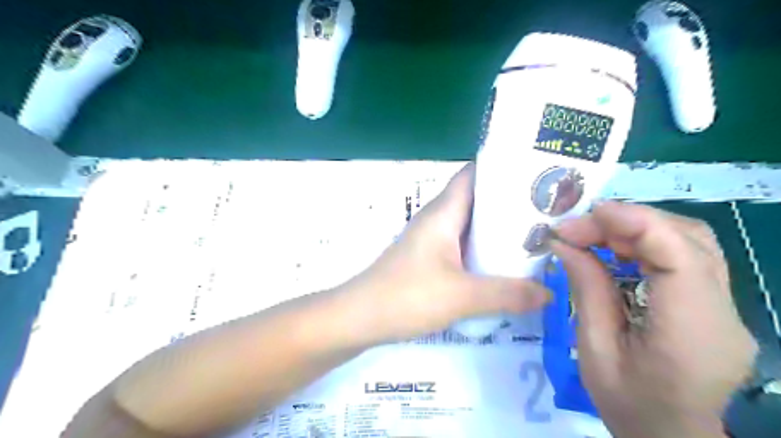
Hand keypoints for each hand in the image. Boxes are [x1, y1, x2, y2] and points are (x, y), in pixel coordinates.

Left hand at [343, 161, 547, 341]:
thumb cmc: (407, 296)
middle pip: (477, 199)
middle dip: (510, 202)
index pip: (474, 174)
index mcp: (443, 212)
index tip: (538, 174)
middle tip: (549, 209)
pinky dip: (484, 249)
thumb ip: (507, 294)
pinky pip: (463, 245)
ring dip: (498, 228)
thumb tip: (548, 293)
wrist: (359, 317)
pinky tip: (504, 264)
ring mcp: (432, 239)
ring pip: (471, 224)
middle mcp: (437, 219)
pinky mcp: (429, 259)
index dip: (503, 168)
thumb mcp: (462, 296)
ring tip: (536, 234)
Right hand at [549, 202, 756, 437]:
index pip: (678, 255)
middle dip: (627, 222)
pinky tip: (617, 249)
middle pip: (688, 238)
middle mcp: (723, 312)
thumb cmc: (627, 403)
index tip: (581, 218)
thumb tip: (564, 243)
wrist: (670, 437)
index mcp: (692, 331)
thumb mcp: (594, 349)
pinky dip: (647, 241)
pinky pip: (686, 255)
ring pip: (691, 240)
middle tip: (577, 229)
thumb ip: (586, 289)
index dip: (632, 223)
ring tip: (593, 235)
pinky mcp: (716, 304)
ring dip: (637, 228)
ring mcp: (727, 306)